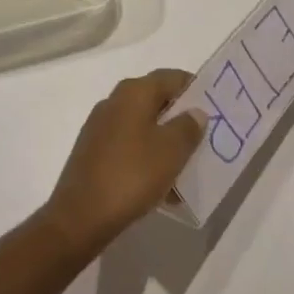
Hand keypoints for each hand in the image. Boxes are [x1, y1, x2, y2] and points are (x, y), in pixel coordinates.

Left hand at [42, 68, 204, 254]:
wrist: (80, 216)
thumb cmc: (131, 174)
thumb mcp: (171, 151)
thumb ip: (188, 127)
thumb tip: (195, 111)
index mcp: (134, 92)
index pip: (171, 77)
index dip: (194, 88)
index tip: (213, 107)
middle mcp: (115, 101)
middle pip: (156, 101)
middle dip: (180, 119)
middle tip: (203, 139)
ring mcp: (101, 127)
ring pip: (143, 127)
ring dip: (164, 144)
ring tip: (186, 170)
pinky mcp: (93, 152)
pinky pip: (129, 148)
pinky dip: (147, 160)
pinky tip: (161, 189)